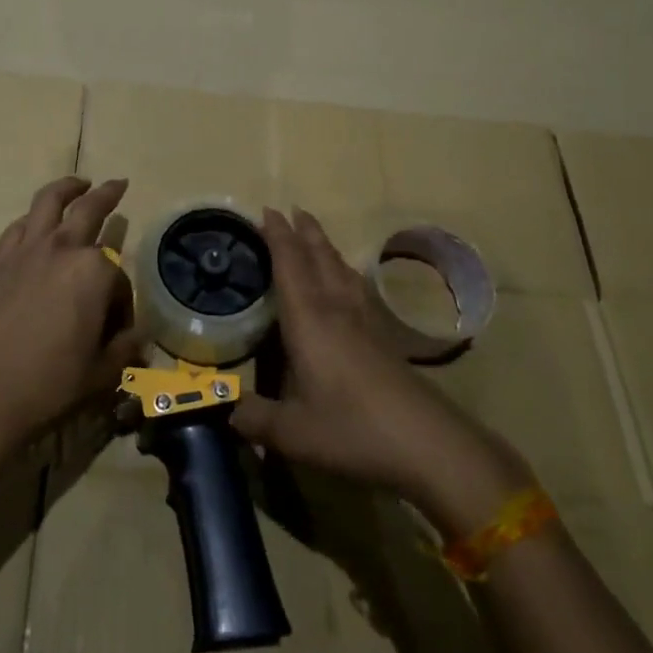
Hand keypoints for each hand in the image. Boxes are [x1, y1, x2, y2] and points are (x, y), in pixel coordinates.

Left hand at [0, 176, 139, 448]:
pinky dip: (32, 219)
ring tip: (78, 184)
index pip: (120, 278)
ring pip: (48, 203)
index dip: (122, 305)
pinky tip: (35, 224)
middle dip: (108, 195)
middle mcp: (62, 249)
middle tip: (118, 184)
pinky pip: (18, 227)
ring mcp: (27, 251)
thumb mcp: (101, 373)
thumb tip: (136, 339)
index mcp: (95, 272)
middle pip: (89, 209)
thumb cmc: (50, 383)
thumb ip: (124, 349)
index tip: (117, 332)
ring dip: (66, 188)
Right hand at [233, 208, 530, 524]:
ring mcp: (364, 321)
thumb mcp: (293, 432)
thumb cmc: (352, 429)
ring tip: (315, 236)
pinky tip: (347, 283)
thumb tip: (225, 412)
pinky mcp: (384, 338)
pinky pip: (357, 288)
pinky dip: (344, 273)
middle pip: (319, 257)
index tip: (267, 210)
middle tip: (291, 210)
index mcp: (309, 320)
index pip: (289, 266)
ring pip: (341, 270)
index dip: (278, 237)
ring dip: (325, 247)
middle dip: (304, 232)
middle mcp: (336, 309)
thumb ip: (255, 418)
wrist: (427, 442)